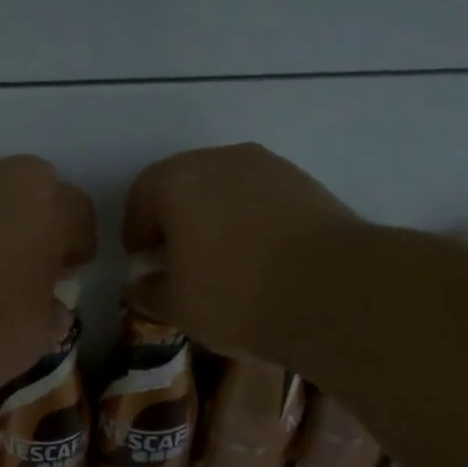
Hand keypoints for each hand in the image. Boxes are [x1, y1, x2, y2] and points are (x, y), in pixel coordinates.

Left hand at [0, 157, 96, 398]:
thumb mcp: (39, 334)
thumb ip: (52, 312)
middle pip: (32, 193)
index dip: (78, 247)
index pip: (80, 215)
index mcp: (48, 202)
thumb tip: (50, 308)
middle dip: (35, 224)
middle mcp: (1, 177)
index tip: (66, 275)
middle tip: (26, 267)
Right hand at [122, 143, 358, 360]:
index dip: (135, 230)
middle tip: (176, 259)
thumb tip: (139, 285)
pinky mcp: (304, 182)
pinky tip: (257, 255)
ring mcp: (267, 166)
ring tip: (220, 259)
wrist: (332, 290)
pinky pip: (259, 197)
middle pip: (183, 185)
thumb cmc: (235, 295)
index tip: (141, 260)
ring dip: (213, 217)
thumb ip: (149, 292)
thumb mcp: (178, 307)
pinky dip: (248, 219)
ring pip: (224, 187)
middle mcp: (219, 160)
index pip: (140, 196)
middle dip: (173, 219)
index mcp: (176, 181)